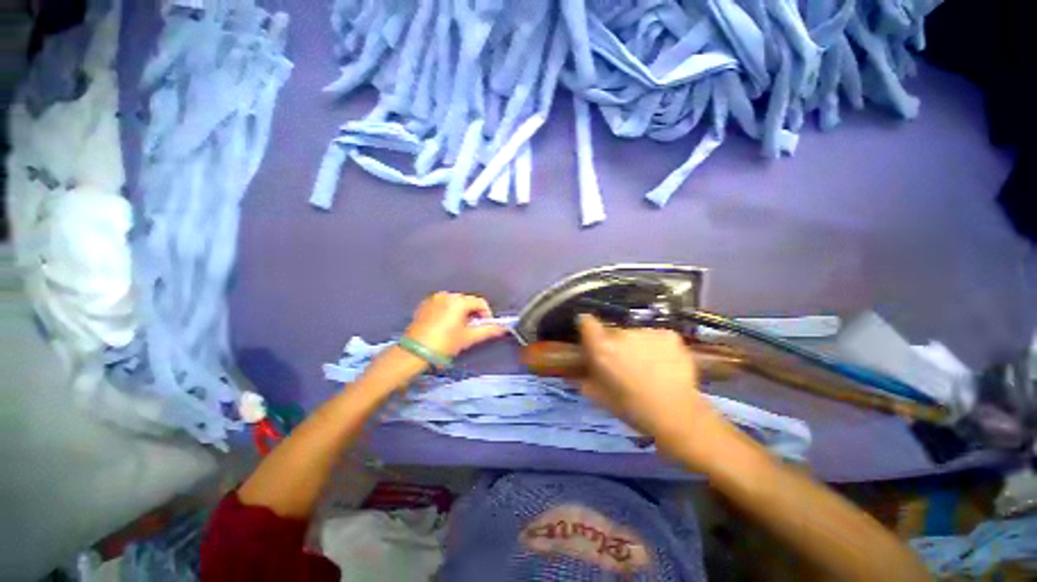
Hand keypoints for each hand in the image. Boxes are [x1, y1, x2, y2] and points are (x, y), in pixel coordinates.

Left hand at [404, 292, 507, 357]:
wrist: (414, 352)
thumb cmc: (444, 344)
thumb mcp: (468, 338)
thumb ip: (488, 330)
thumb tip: (502, 328)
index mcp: (459, 301)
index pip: (480, 302)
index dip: (486, 314)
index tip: (485, 326)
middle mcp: (447, 295)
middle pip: (467, 302)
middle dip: (473, 314)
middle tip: (471, 330)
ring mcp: (434, 299)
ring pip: (455, 303)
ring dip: (461, 313)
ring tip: (457, 329)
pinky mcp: (424, 305)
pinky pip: (443, 305)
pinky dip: (448, 312)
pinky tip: (445, 326)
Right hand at [577, 315, 735, 465]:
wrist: (678, 415)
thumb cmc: (633, 408)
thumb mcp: (600, 397)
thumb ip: (583, 380)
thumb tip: (571, 372)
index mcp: (602, 348)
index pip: (586, 321)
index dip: (587, 328)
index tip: (590, 337)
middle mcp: (622, 334)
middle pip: (612, 330)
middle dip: (614, 343)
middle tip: (622, 362)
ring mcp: (647, 332)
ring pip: (635, 334)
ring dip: (635, 345)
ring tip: (646, 366)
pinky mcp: (668, 334)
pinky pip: (655, 336)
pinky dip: (655, 346)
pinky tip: (663, 363)